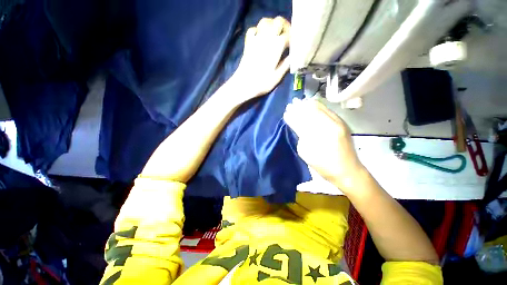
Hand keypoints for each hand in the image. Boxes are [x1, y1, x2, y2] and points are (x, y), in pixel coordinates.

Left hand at [231, 17, 290, 99]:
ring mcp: (256, 39)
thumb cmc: (262, 83)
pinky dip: (257, 30)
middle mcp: (267, 38)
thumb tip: (293, 56)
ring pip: (265, 21)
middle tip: (286, 35)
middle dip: (285, 26)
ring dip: (271, 24)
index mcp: (277, 46)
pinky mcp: (248, 43)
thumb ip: (286, 65)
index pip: (288, 35)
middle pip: (278, 21)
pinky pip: (253, 30)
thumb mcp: (277, 77)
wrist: (244, 84)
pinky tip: (260, 37)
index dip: (293, 38)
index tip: (293, 44)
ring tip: (274, 33)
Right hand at [283, 99, 365, 191]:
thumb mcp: (307, 153)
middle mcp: (329, 125)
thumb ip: (301, 137)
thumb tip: (298, 126)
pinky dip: (318, 106)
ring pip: (320, 108)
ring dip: (308, 105)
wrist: (348, 171)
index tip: (286, 113)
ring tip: (299, 102)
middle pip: (311, 112)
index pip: (302, 121)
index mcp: (319, 135)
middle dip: (299, 108)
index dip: (293, 116)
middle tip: (291, 105)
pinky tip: (312, 104)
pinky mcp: (342, 123)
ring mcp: (338, 123)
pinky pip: (328, 110)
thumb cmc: (324, 166)